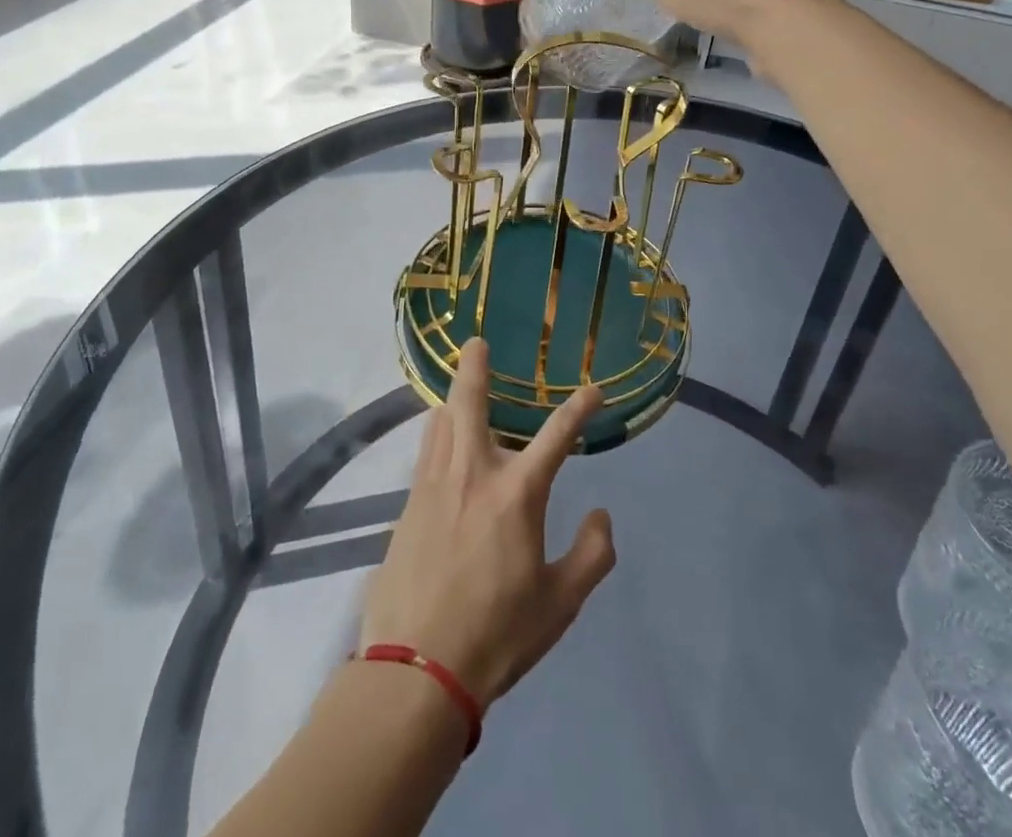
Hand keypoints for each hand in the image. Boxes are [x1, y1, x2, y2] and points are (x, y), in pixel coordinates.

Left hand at [359, 339, 616, 707]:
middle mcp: (474, 473)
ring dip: (452, 400)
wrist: (416, 669)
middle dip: (474, 367)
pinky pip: (424, 452)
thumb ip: (592, 554)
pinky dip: (435, 434)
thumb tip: (603, 514)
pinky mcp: (408, 504)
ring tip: (458, 390)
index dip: (579, 408)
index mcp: (517, 493)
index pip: (557, 435)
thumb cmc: (497, 634)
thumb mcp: (561, 603)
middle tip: (475, 342)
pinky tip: (438, 442)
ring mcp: (434, 485)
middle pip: (470, 402)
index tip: (593, 389)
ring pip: (440, 422)